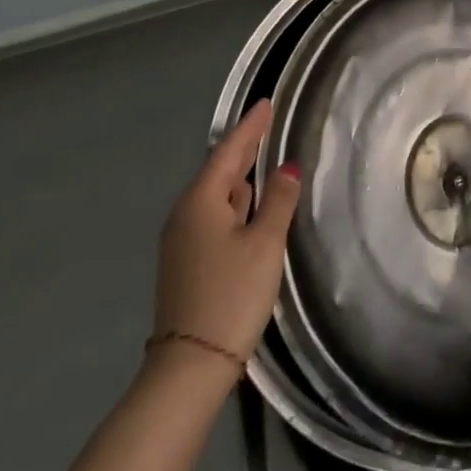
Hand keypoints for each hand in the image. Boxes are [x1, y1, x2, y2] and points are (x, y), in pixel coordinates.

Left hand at [152, 100, 299, 373]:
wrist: (189, 367)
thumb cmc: (231, 295)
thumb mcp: (264, 244)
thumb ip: (278, 201)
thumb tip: (287, 167)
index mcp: (201, 201)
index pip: (229, 151)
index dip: (250, 126)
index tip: (266, 103)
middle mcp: (185, 214)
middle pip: (219, 171)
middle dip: (243, 148)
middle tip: (266, 124)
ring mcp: (182, 241)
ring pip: (216, 195)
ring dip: (238, 176)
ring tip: (262, 159)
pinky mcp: (187, 263)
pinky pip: (213, 216)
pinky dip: (234, 202)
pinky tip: (248, 206)